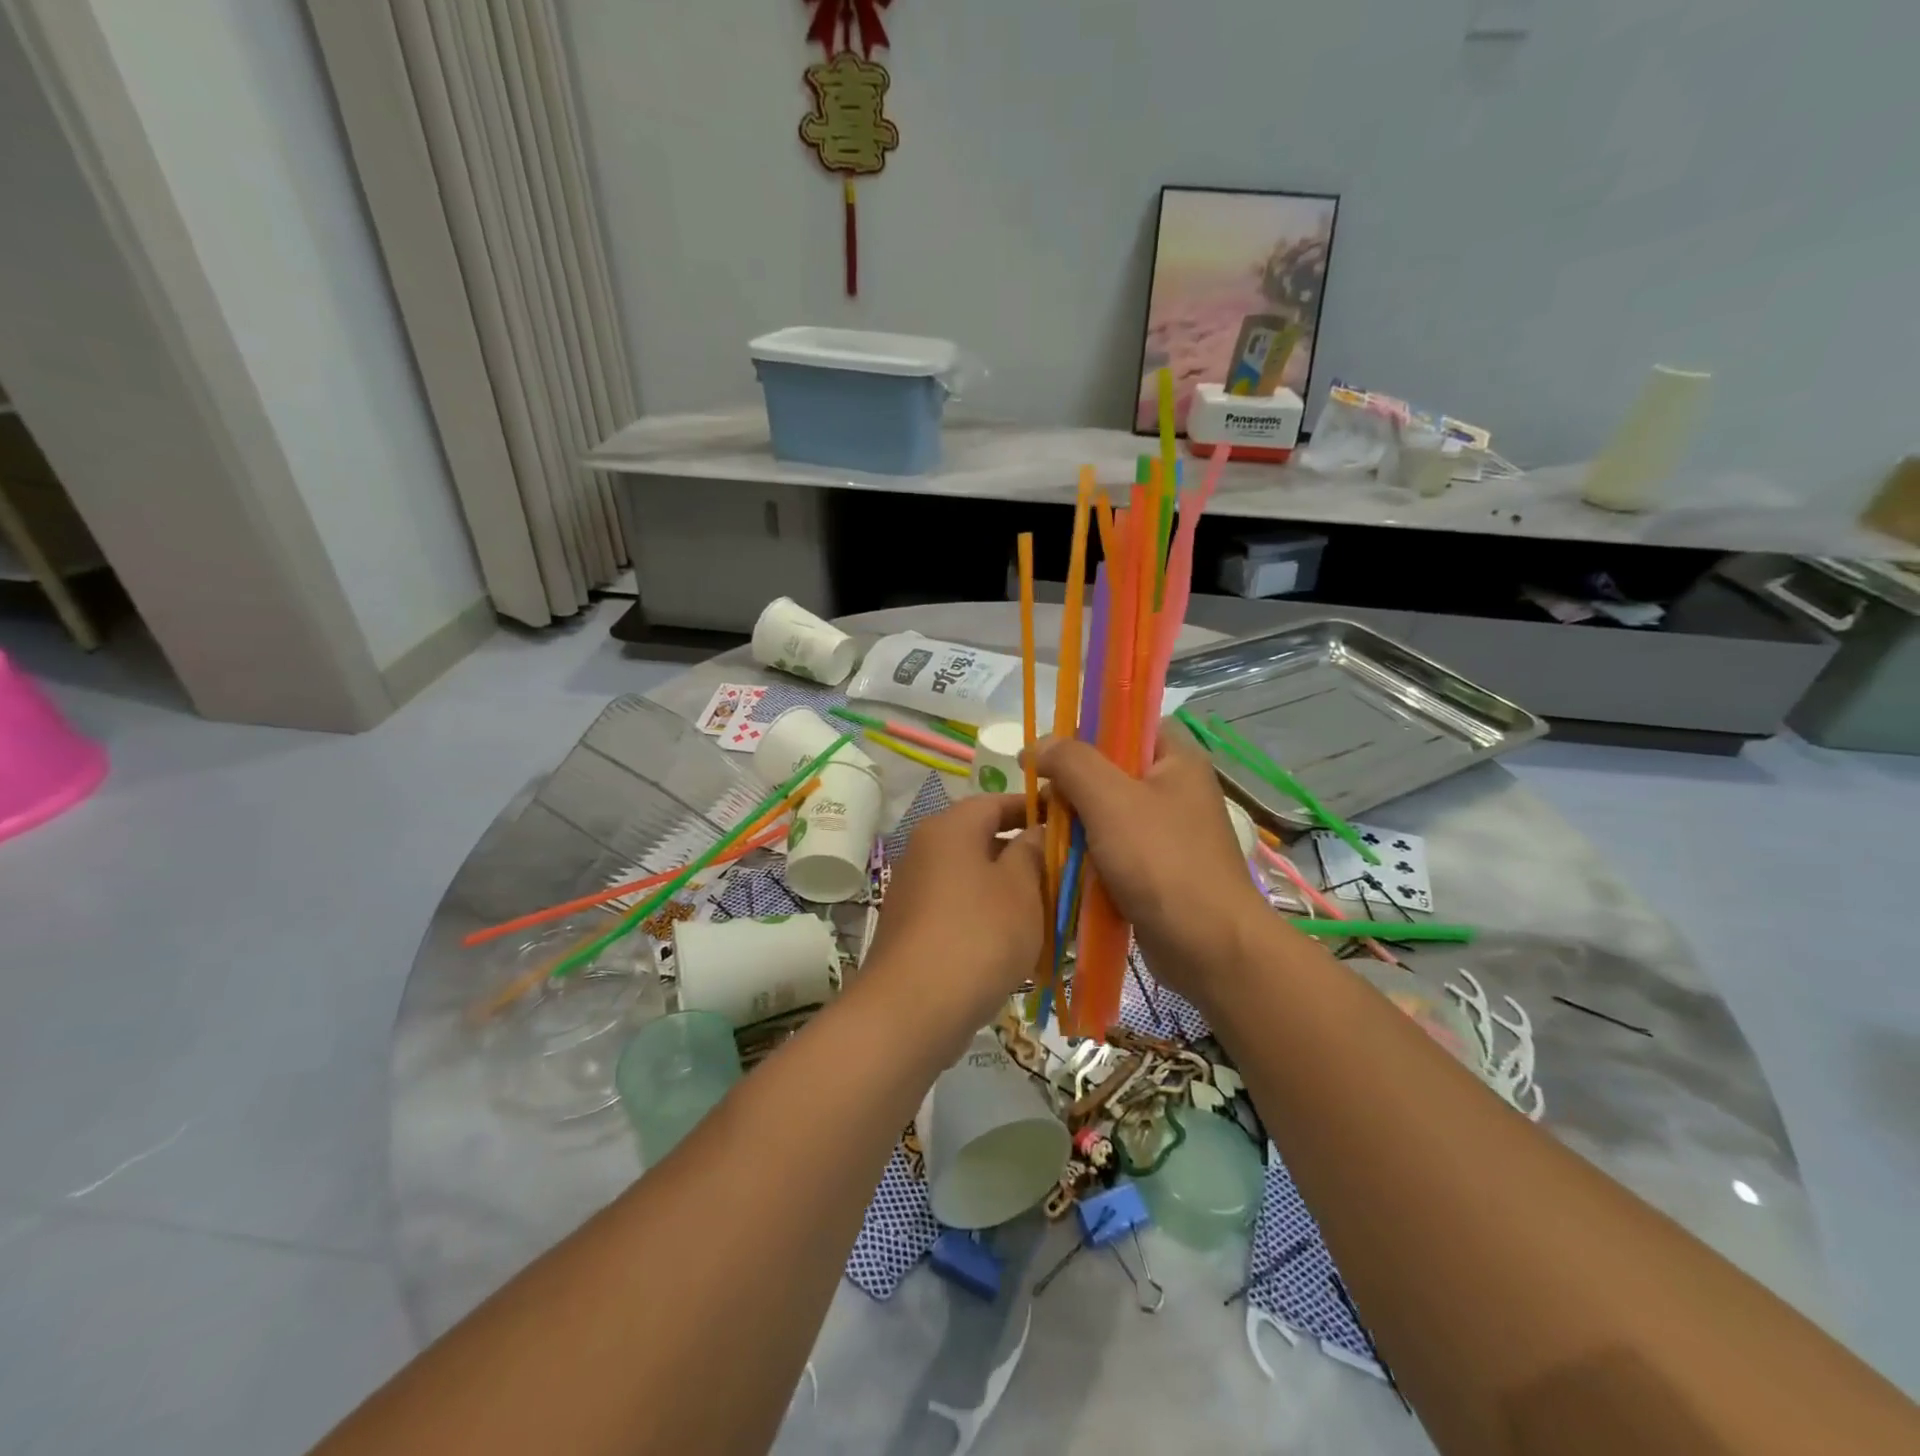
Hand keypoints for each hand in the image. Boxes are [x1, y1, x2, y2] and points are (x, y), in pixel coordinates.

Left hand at [861, 794, 1045, 1037]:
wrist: (912, 1009)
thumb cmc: (978, 934)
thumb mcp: (1020, 887)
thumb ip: (1032, 851)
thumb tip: (1035, 831)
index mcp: (950, 828)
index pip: (996, 802)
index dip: (1033, 808)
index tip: (1068, 822)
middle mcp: (926, 850)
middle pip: (983, 839)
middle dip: (1026, 854)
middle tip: (1066, 872)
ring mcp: (916, 891)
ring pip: (974, 878)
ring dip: (1010, 890)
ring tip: (1051, 911)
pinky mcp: (915, 929)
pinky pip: (961, 909)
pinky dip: (989, 917)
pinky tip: (1018, 943)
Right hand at [1033, 733, 1272, 1010]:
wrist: (1209, 948)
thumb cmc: (1162, 863)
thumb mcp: (1110, 800)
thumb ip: (1072, 763)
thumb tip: (1037, 746)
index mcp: (1177, 759)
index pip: (1129, 722)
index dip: (1089, 729)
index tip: (1052, 752)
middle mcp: (1175, 790)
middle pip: (1111, 769)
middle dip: (1073, 784)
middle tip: (1042, 801)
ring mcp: (1167, 832)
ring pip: (1107, 812)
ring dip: (1076, 823)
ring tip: (1046, 834)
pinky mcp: (1156, 869)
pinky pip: (1113, 848)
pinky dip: (1088, 854)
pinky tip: (1064, 865)